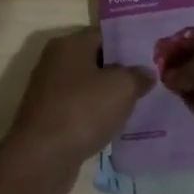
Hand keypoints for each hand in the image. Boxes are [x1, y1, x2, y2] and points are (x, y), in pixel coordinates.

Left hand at [0, 28, 150, 193]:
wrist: (41, 158)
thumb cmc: (83, 111)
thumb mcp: (122, 87)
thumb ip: (138, 75)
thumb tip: (145, 73)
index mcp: (69, 45)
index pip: (105, 34)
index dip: (129, 43)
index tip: (152, 55)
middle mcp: (55, 62)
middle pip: (96, 60)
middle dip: (122, 70)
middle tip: (151, 79)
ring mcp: (50, 91)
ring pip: (89, 87)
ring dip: (110, 96)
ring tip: (140, 103)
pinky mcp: (50, 118)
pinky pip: (81, 109)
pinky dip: (97, 115)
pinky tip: (118, 125)